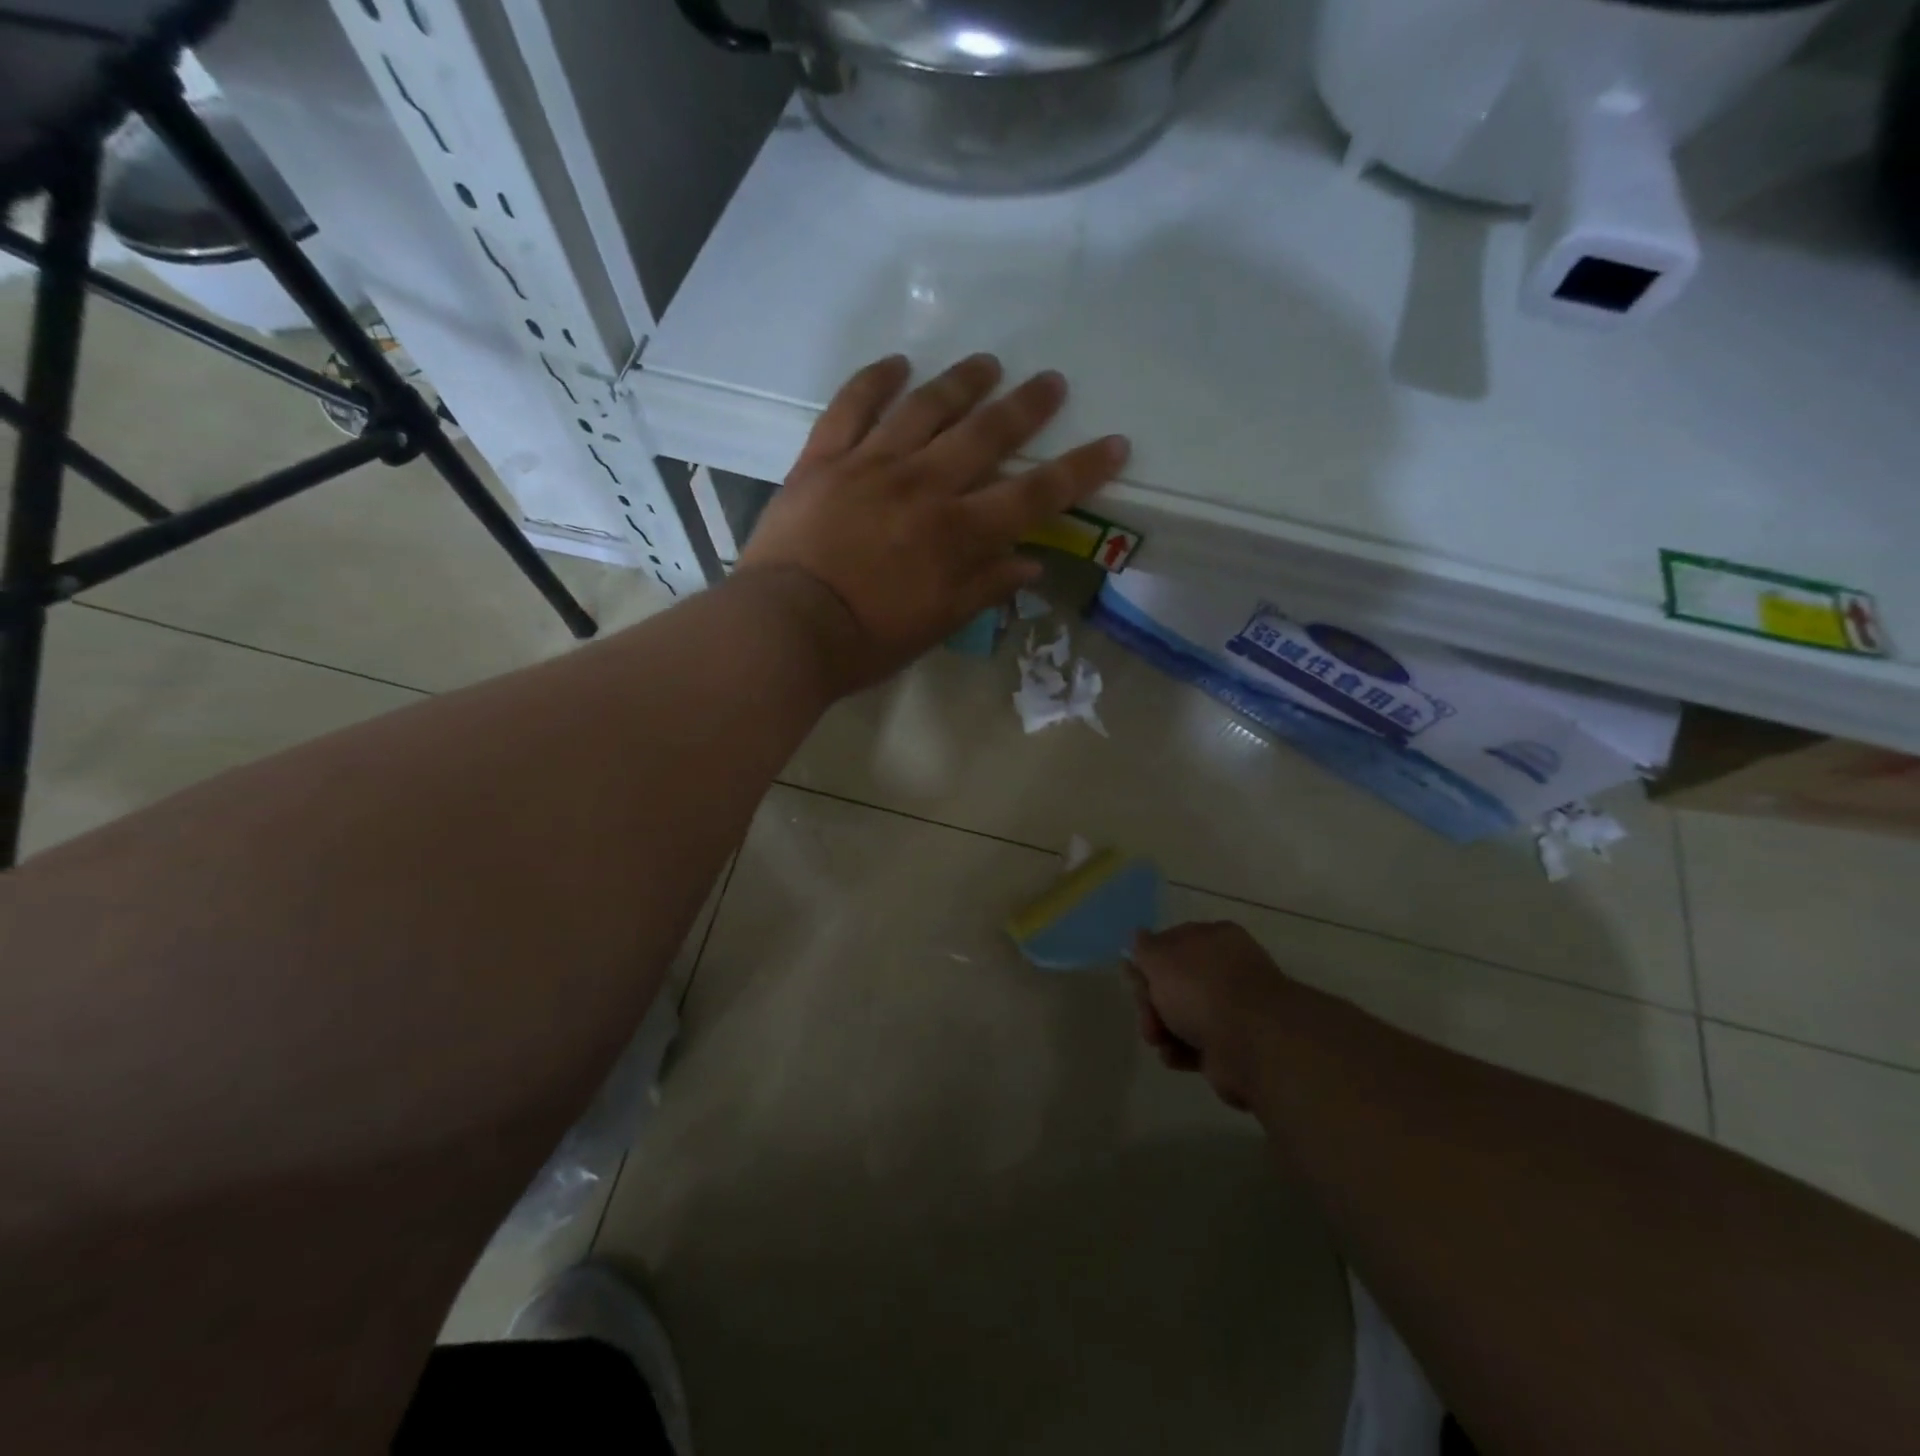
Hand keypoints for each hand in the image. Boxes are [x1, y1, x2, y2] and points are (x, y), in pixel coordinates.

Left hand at [736, 353, 1129, 687]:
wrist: (786, 628)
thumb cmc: (868, 639)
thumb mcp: (937, 624)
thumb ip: (985, 588)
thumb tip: (1031, 564)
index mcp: (957, 534)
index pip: (1034, 495)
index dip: (1079, 469)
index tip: (1113, 443)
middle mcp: (924, 486)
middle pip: (986, 434)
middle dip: (1025, 406)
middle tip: (1050, 381)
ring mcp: (871, 464)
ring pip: (925, 407)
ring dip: (961, 381)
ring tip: (987, 363)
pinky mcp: (824, 458)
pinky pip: (852, 406)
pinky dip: (875, 380)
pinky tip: (897, 363)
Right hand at [1128, 921, 1294, 1110]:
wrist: (1252, 1044)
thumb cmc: (1202, 989)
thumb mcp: (1161, 959)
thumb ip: (1145, 948)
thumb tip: (1139, 935)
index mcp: (1215, 939)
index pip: (1173, 942)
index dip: (1150, 960)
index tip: (1134, 978)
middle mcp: (1226, 970)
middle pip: (1174, 983)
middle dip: (1152, 1001)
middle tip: (1147, 1015)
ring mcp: (1232, 1010)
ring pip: (1182, 1015)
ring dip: (1163, 1029)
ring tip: (1158, 1040)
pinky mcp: (1233, 1046)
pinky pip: (1196, 1045)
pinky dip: (1181, 1051)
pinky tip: (1174, 1056)